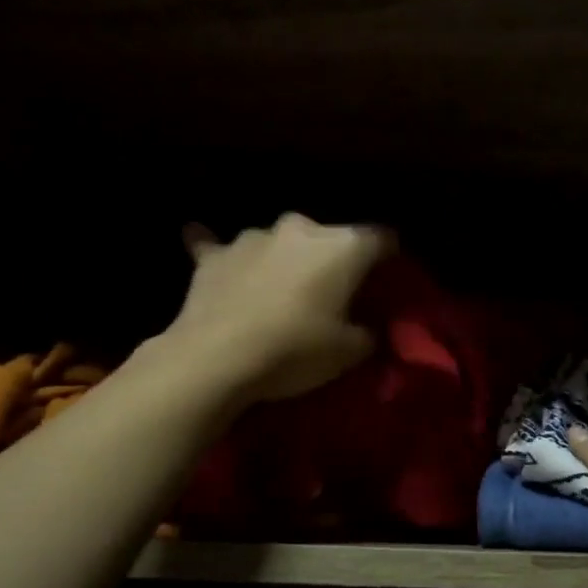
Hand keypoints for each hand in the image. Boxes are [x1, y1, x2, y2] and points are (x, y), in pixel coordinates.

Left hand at [167, 215, 390, 402]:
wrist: (216, 358)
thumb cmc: (295, 350)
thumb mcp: (349, 353)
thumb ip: (367, 333)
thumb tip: (368, 328)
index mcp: (342, 246)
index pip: (381, 239)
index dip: (388, 257)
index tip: (388, 277)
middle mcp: (300, 228)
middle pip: (326, 238)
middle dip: (330, 259)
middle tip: (331, 291)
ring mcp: (252, 237)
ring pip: (277, 242)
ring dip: (282, 259)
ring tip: (279, 288)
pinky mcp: (213, 256)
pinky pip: (217, 247)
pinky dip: (221, 253)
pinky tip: (199, 239)